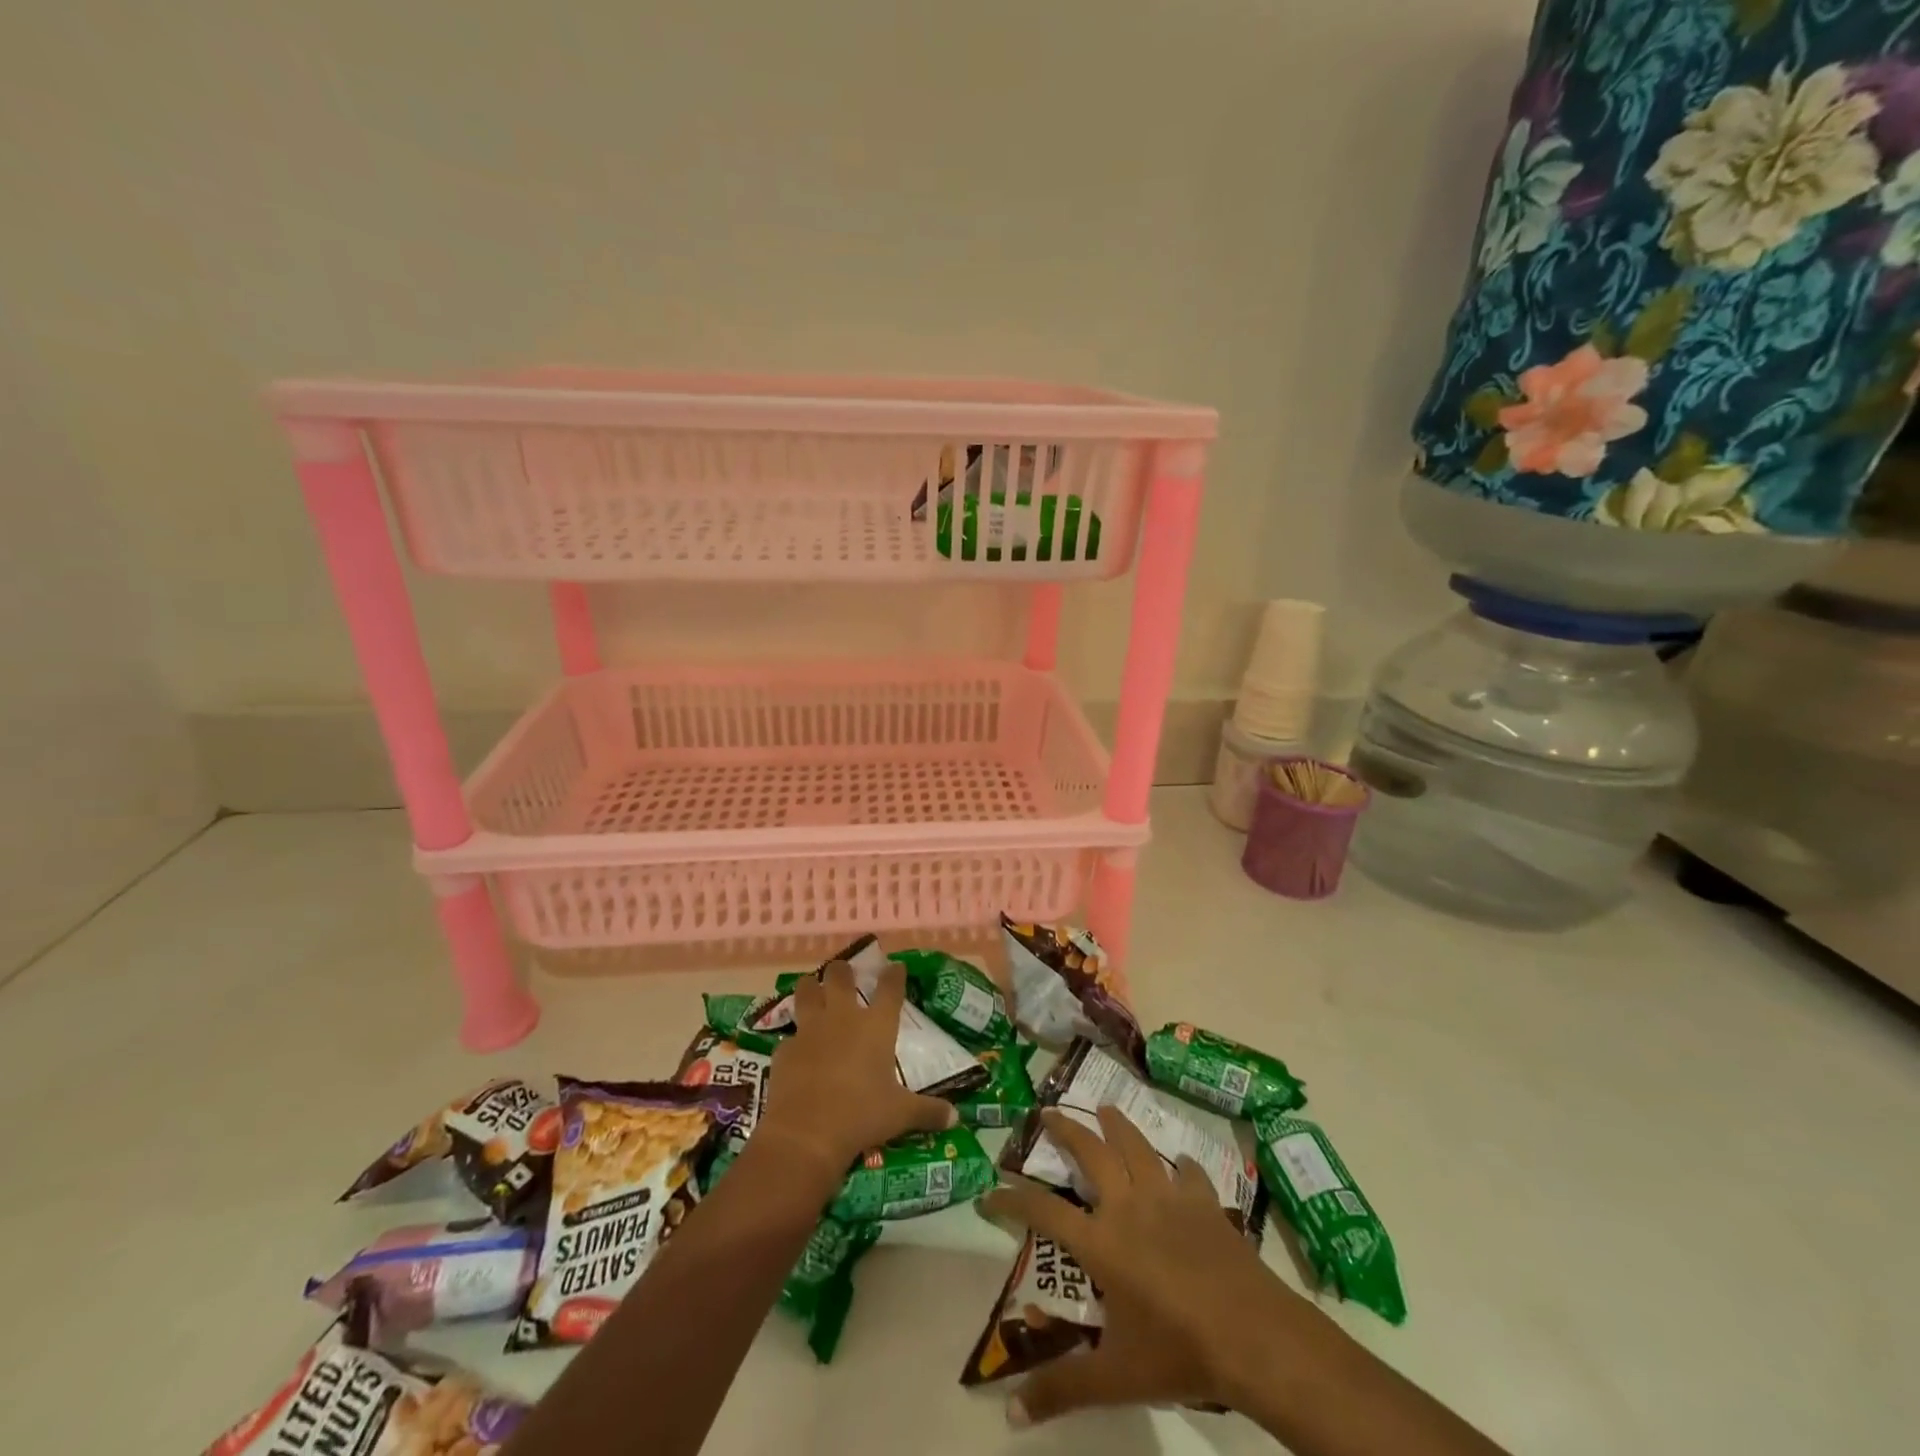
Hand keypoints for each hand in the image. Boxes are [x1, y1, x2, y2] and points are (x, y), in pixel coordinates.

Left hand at [755, 959, 956, 1183]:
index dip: (894, 975)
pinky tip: (796, 1049)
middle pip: (840, 977)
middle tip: (844, 971)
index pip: (890, 989)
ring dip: (809, 987)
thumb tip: (955, 1117)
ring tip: (810, 986)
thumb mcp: (901, 1115)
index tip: (896, 966)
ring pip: (806, 992)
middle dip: (842, 970)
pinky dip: (794, 1038)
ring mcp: (810, 1030)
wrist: (806, 1133)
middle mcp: (843, 1018)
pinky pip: (790, 1035)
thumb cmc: (862, 1115)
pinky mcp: (785, 1050)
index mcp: (876, 1026)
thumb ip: (928, 1111)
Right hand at [982, 1105, 1313, 1425]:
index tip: (990, 1191)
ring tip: (1105, 1108)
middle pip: (1091, 1154)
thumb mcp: (1116, 1378)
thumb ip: (1063, 1390)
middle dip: (1066, 1130)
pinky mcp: (1204, 1203)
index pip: (1044, 1212)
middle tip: (1048, 1111)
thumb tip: (1011, 1416)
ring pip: (1137, 1147)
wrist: (1253, 1335)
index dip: (1013, 1200)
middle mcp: (1128, 1207)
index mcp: (1101, 1243)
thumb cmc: (1179, 1353)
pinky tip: (1181, 1163)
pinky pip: (1188, 1174)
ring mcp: (1169, 1198)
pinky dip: (1181, 1165)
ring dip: (1118, 1126)